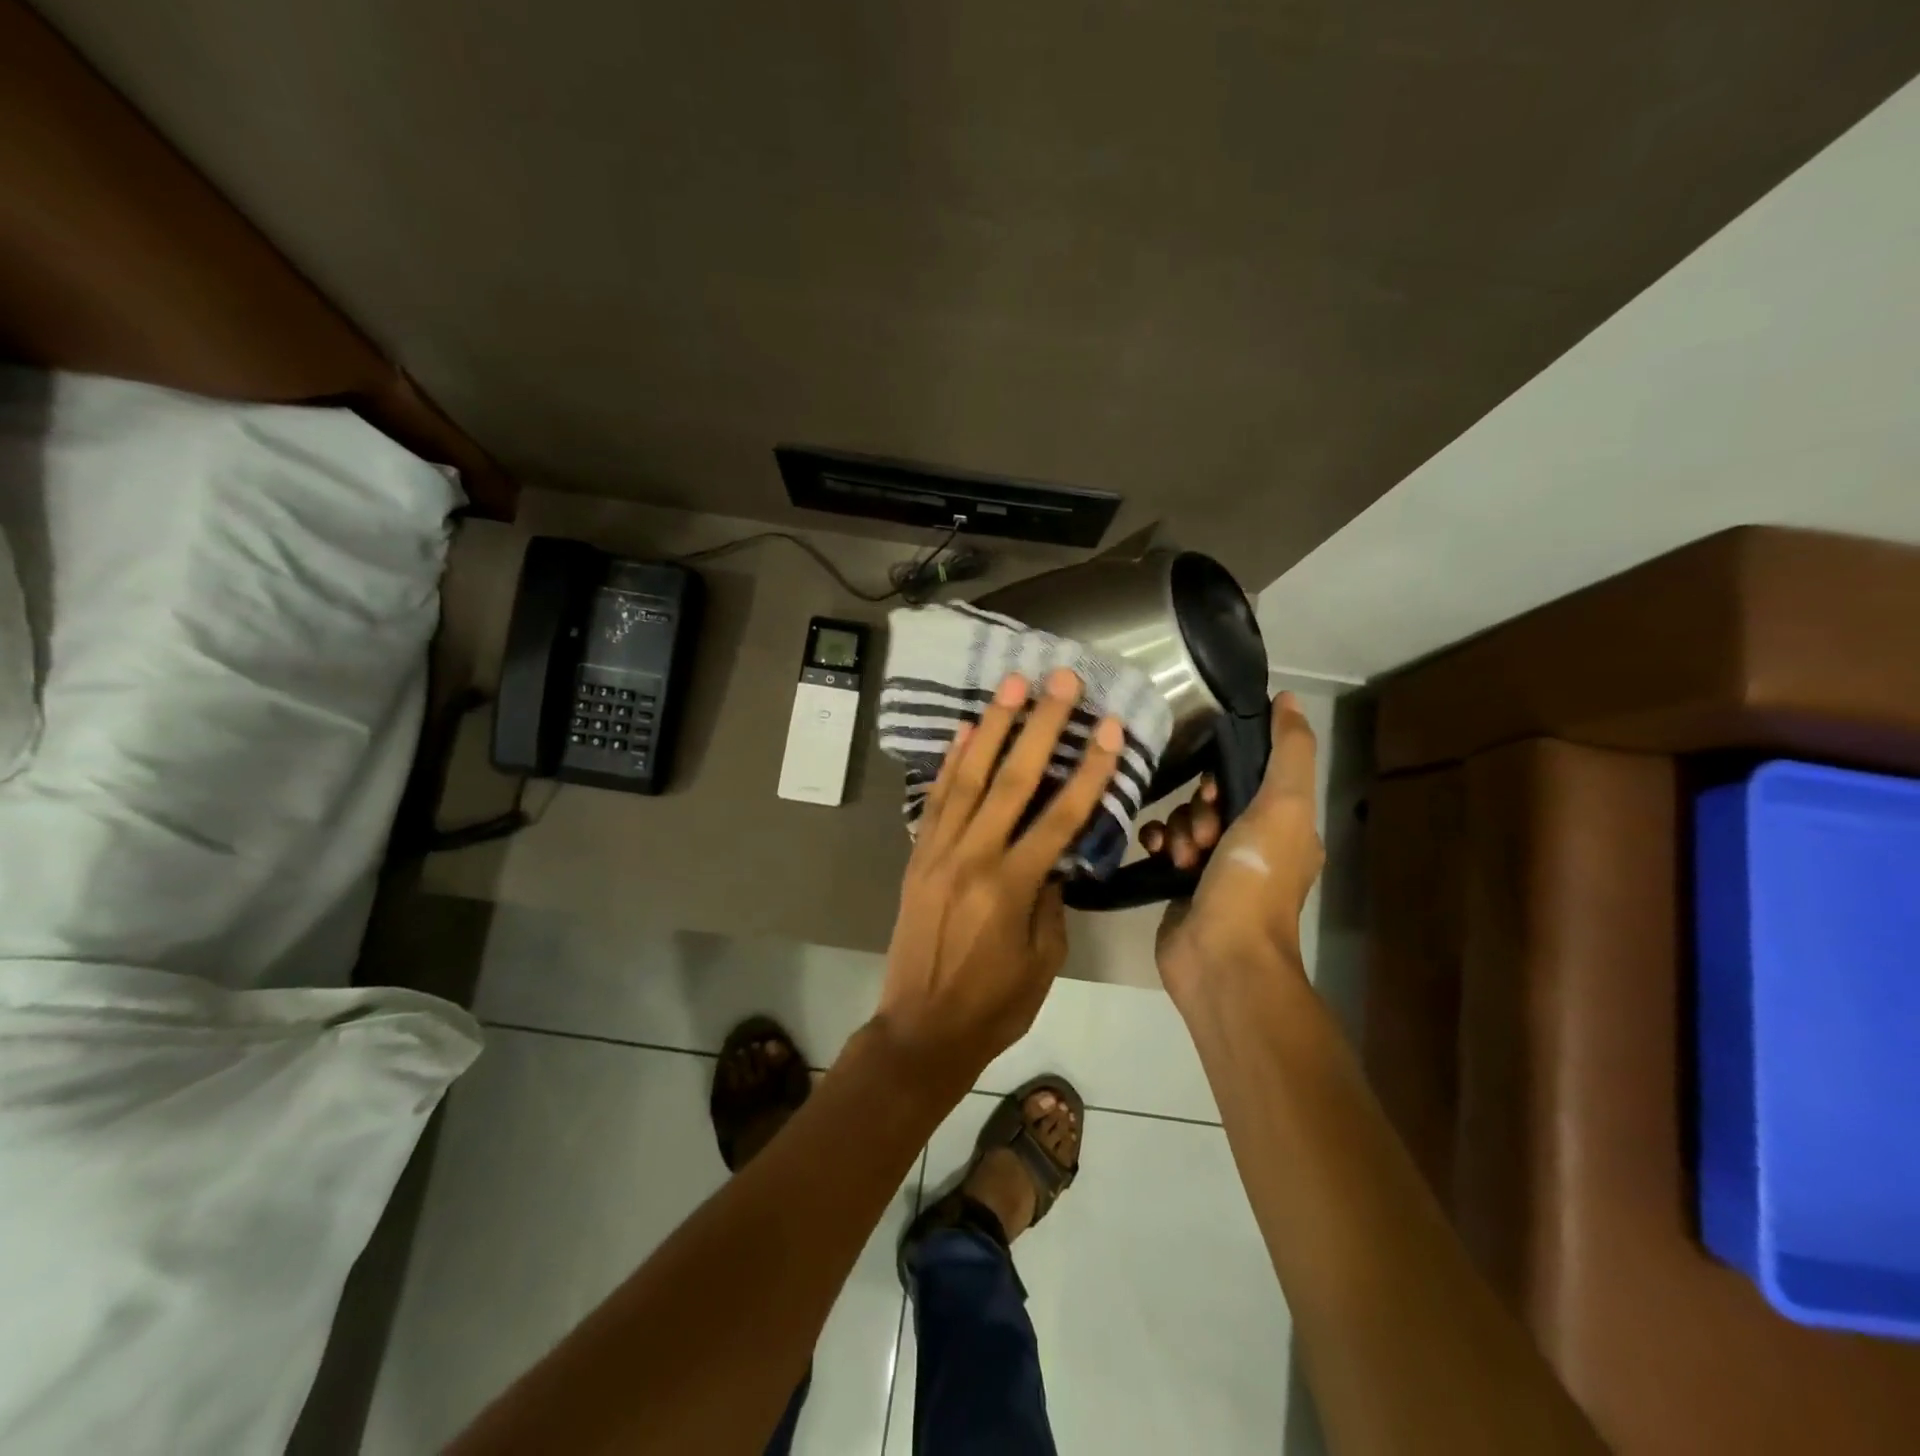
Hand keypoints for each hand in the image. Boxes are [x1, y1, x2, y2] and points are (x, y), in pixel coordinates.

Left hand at [876, 667, 1123, 1085]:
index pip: (1060, 816)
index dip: (1089, 769)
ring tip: (1012, 684)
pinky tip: (965, 729)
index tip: (1109, 728)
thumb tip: (1054, 854)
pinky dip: (951, 761)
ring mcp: (938, 851)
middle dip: (1040, 725)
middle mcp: (973, 857)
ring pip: (968, 777)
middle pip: (1012, 780)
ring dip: (993, 727)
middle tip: (1060, 680)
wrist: (921, 1028)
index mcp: (1012, 886)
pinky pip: (936, 799)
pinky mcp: (917, 855)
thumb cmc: (994, 1003)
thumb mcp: (1043, 957)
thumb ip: (1051, 898)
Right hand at [1138, 692, 1324, 1003]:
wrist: (1221, 955)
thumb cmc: (1254, 878)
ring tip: (1182, 856)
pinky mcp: (1181, 886)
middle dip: (1199, 808)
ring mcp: (1214, 868)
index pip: (1251, 778)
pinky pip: (1164, 844)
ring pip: (1184, 820)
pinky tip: (1158, 854)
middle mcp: (1252, 843)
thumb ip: (1289, 751)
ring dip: (1178, 829)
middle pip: (1212, 797)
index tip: (1215, 791)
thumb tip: (1288, 698)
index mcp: (1284, 826)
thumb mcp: (1283, 807)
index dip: (1227, 775)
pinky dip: (1159, 844)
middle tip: (1203, 833)